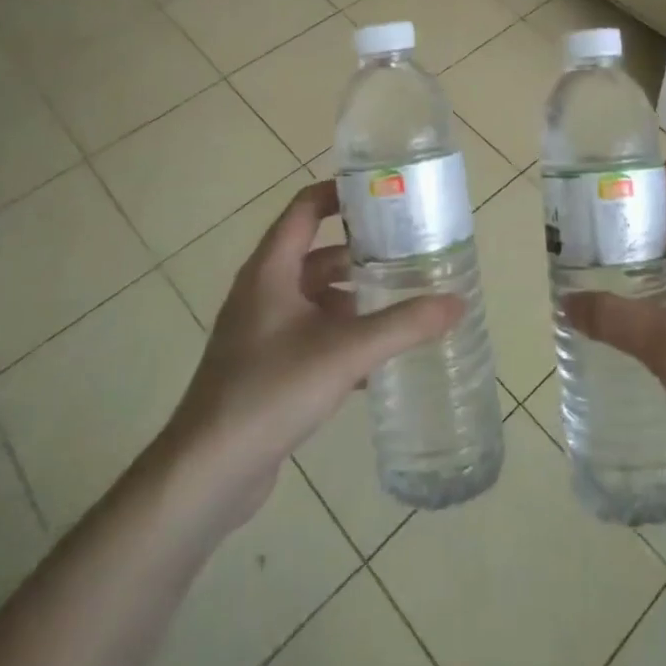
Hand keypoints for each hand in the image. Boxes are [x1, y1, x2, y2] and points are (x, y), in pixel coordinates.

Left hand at [166, 181, 461, 524]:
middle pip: (317, 255)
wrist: (207, 471)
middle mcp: (263, 291)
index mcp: (271, 270)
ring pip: (316, 299)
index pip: (305, 208)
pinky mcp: (264, 367)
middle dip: (361, 254)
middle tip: (408, 254)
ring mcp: (261, 331)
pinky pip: (311, 335)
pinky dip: (342, 336)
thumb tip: (458, 302)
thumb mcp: (346, 352)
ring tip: (401, 304)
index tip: (383, 195)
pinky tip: (377, 360)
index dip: (341, 194)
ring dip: (354, 299)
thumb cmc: (271, 391)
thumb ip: (404, 325)